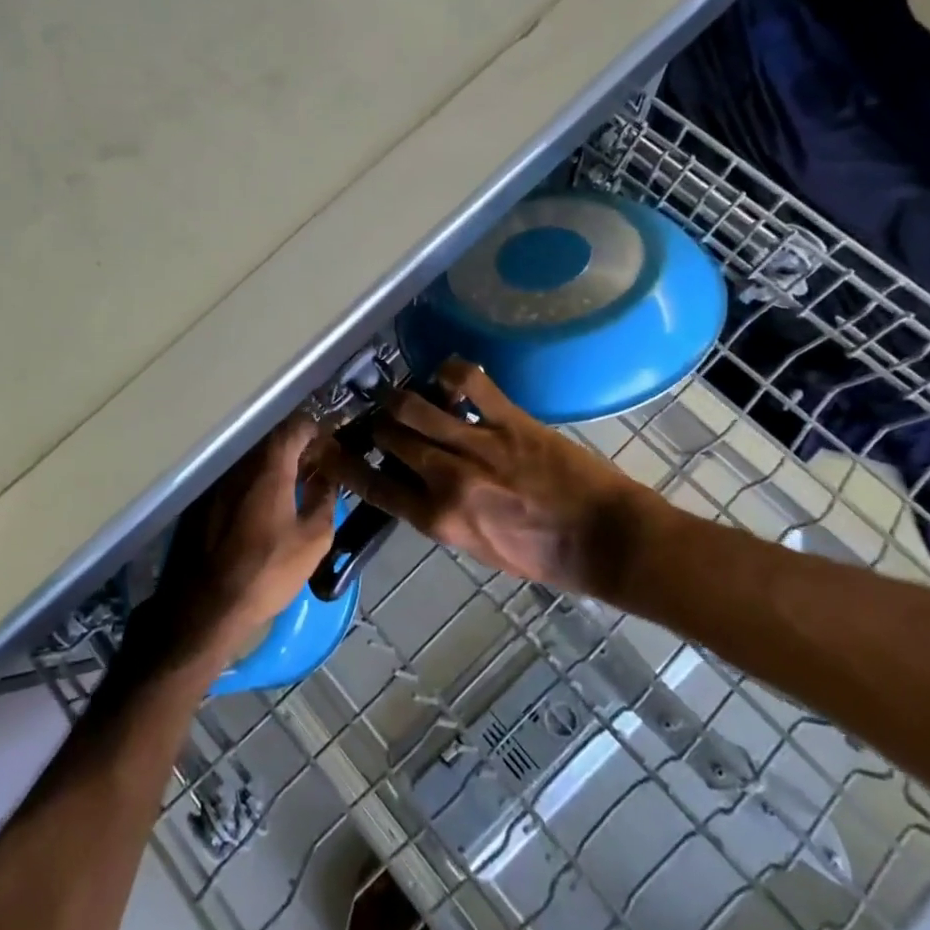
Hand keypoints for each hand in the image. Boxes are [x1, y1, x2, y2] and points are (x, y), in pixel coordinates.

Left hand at [145, 416, 338, 668]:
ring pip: (252, 459)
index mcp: (269, 468)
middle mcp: (240, 465)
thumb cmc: (268, 570)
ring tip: (293, 486)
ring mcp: (218, 482)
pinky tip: (264, 505)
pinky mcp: (203, 501)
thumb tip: (327, 478)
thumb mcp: (313, 539)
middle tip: (315, 467)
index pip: (294, 427)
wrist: (209, 606)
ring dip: (274, 465)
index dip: (315, 430)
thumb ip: (325, 500)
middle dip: (296, 447)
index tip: (329, 445)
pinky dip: (254, 481)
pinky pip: (236, 477)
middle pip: (271, 439)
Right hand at [314, 360, 661, 597]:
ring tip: (408, 397)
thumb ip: (438, 513)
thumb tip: (412, 481)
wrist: (604, 541)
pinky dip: (451, 373)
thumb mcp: (476, 546)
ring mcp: (478, 444)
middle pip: (388, 435)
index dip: (342, 463)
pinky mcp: (509, 420)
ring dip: (403, 398)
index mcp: (438, 519)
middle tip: (382, 419)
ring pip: (414, 405)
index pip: (372, 485)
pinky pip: (467, 381)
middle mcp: (447, 478)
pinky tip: (450, 379)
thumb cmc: (542, 556)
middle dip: (378, 425)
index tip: (324, 447)